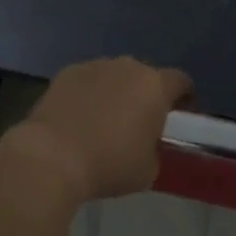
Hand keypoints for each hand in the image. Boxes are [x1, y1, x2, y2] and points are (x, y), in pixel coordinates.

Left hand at [6, 58, 191, 202]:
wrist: (51, 157)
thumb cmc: (109, 164)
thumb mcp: (148, 169)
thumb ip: (155, 149)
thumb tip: (148, 144)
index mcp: (155, 86)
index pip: (181, 81)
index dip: (184, 97)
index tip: (179, 115)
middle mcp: (128, 67)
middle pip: (146, 76)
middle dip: (146, 95)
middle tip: (139, 122)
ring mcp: (95, 66)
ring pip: (115, 76)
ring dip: (116, 92)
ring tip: (104, 120)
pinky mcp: (67, 72)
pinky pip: (87, 80)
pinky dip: (88, 94)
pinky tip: (78, 118)